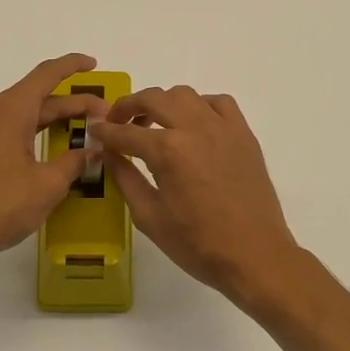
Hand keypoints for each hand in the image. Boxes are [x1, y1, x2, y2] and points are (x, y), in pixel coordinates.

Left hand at [0, 53, 108, 268]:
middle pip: (37, 97)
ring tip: (81, 131)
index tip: (93, 64)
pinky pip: (7, 130)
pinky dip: (32, 134)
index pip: (46, 74)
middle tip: (103, 116)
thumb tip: (91, 152)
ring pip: (22, 115)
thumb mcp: (47, 185)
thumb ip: (73, 163)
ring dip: (52, 120)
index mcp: (10, 109)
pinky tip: (49, 151)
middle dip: (72, 104)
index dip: (72, 66)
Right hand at [92, 86, 303, 302]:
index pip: (125, 132)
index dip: (105, 132)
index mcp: (168, 151)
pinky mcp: (244, 134)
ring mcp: (223, 127)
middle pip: (153, 98)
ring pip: (185, 95)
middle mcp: (194, 128)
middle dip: (128, 106)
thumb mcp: (150, 217)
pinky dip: (200, 106)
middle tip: (117, 122)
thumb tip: (108, 154)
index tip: (94, 131)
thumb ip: (125, 179)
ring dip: (163, 103)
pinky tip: (193, 125)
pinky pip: (219, 103)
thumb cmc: (197, 244)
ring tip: (155, 124)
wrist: (255, 255)